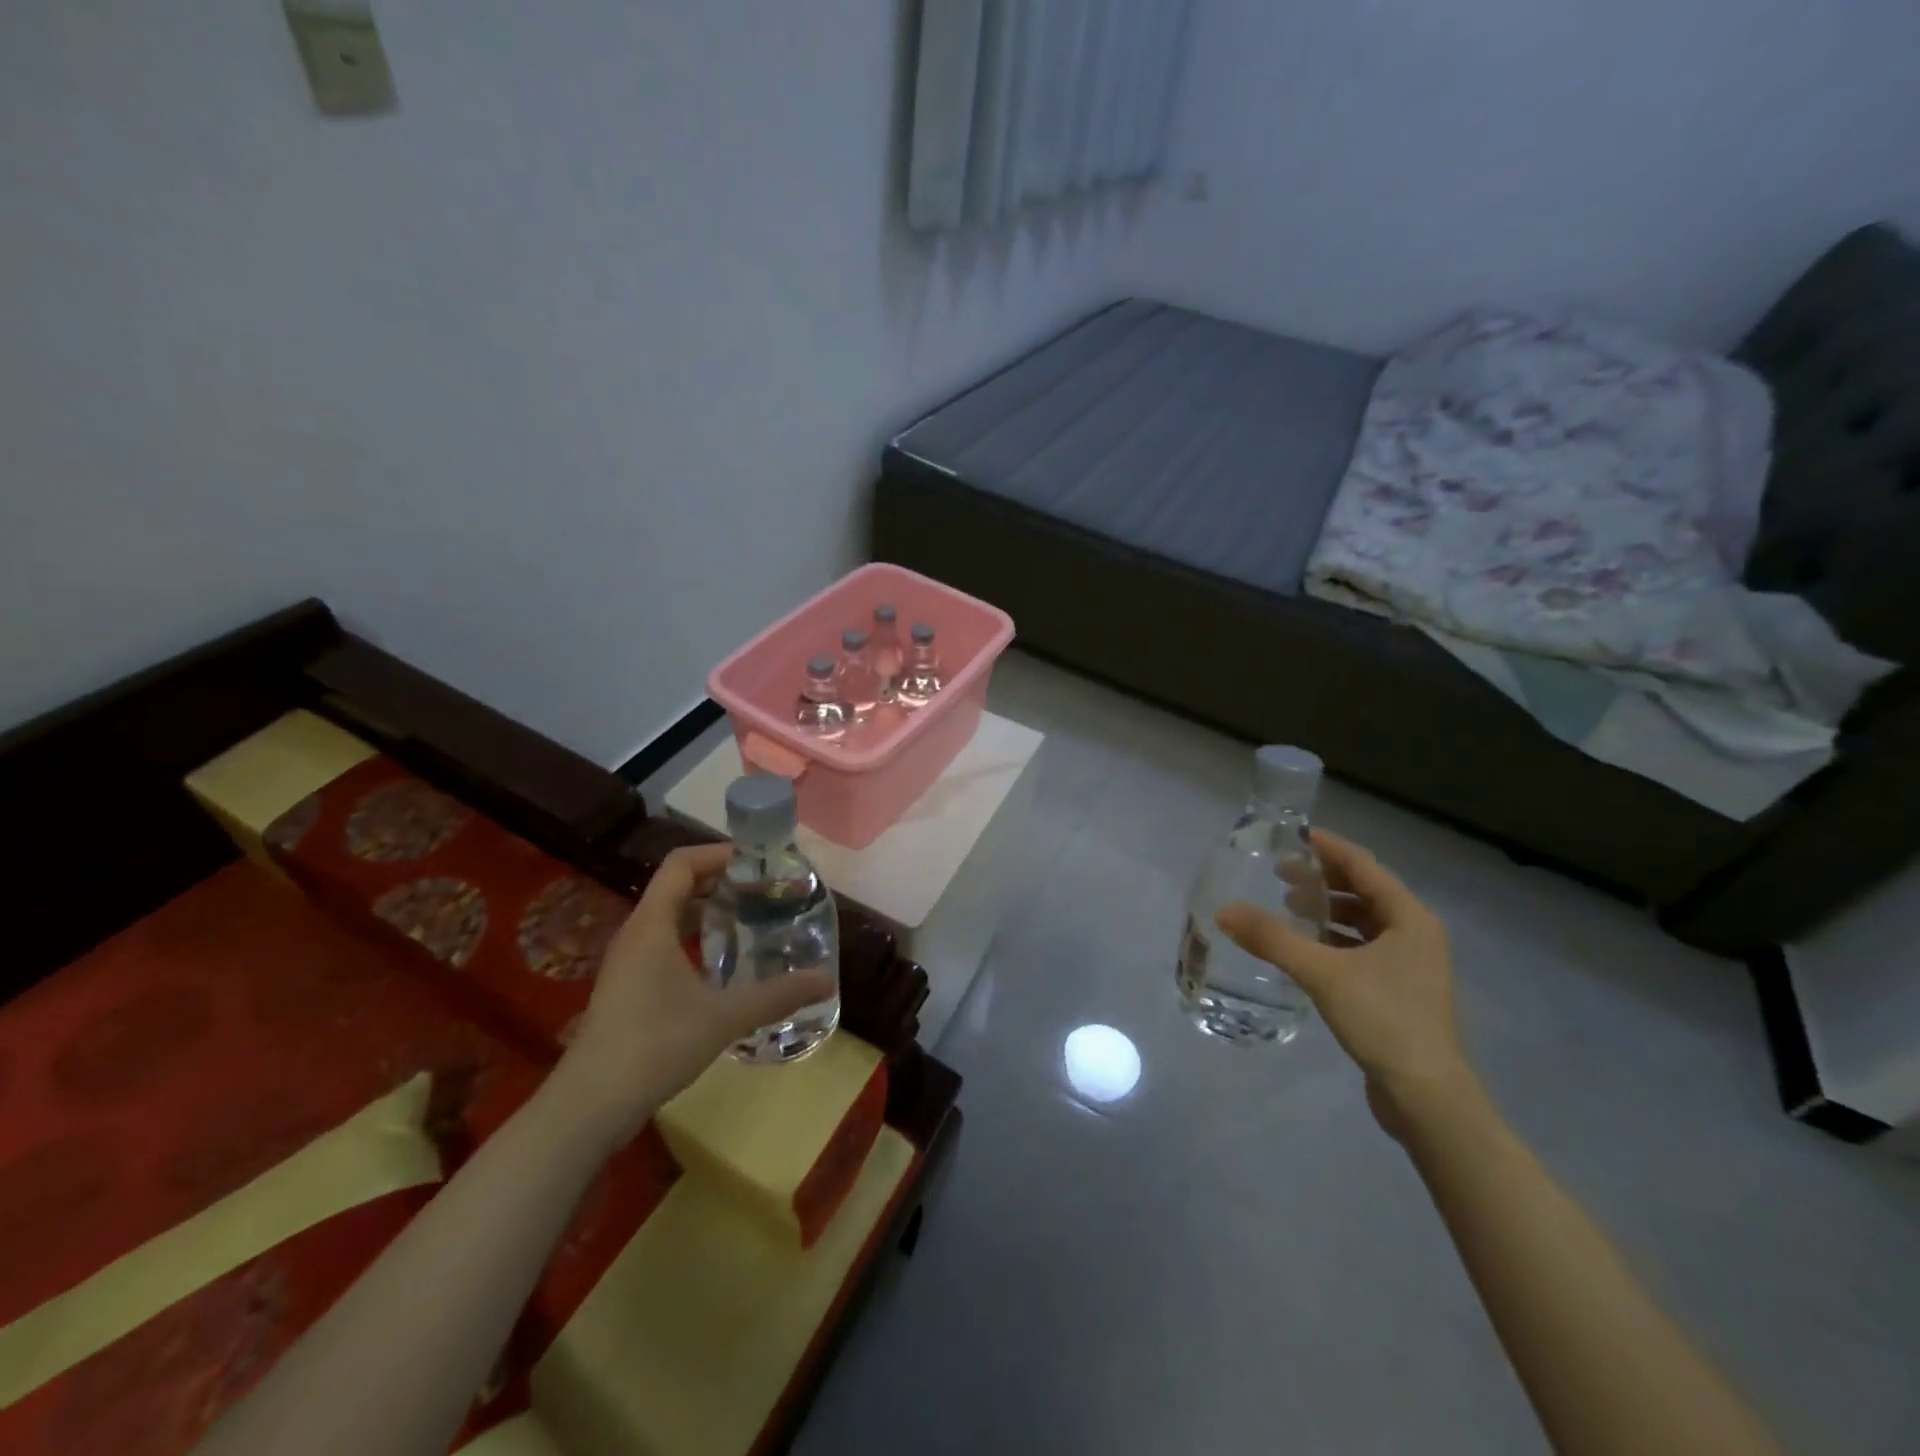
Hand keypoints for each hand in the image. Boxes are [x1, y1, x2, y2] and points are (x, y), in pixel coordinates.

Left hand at [550, 844, 836, 1144]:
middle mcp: (637, 933)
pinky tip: (724, 964)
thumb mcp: (724, 1018)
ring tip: (752, 919)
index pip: (682, 863)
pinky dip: (696, 938)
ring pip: (671, 916)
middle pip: (678, 886)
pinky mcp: (628, 988)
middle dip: (722, 880)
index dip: (720, 853)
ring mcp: (629, 962)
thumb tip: (826, 981)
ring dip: (709, 910)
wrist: (589, 1107)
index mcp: (652, 924)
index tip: (760, 862)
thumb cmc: (654, 1046)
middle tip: (765, 890)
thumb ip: (777, 995)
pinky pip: (665, 943)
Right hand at [1217, 830, 1473, 1134]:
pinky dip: (1333, 940)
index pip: (1363, 865)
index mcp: (1410, 918)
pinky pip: (1362, 949)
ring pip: (1363, 922)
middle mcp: (1415, 934)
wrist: (1428, 1098)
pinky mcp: (1399, 992)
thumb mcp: (1323, 973)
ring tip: (1288, 907)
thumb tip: (1224, 911)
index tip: (1291, 837)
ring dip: (1327, 910)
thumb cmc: (1385, 1020)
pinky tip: (1304, 949)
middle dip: (1322, 880)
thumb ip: (1272, 939)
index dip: (1327, 848)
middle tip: (1279, 873)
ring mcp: (1411, 965)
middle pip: (1364, 891)